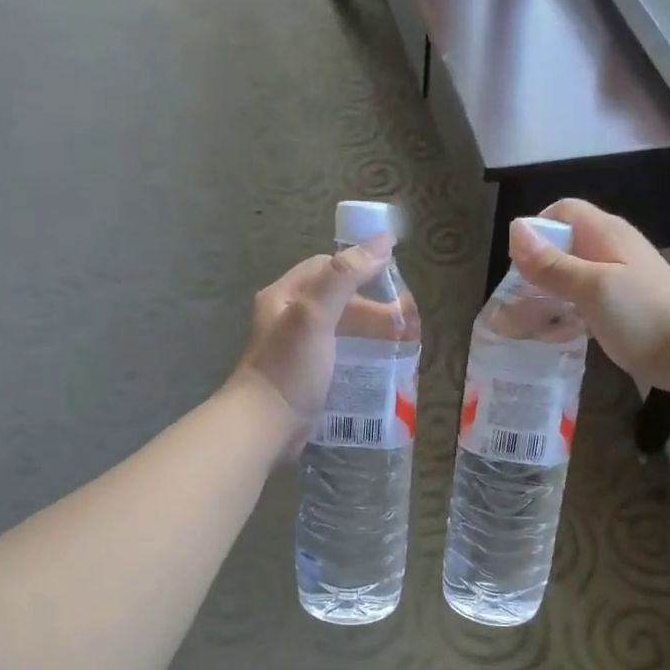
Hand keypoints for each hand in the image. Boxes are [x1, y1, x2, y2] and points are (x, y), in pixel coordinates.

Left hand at [229, 238, 392, 454]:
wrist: (263, 428)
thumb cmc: (289, 368)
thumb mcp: (315, 315)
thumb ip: (345, 276)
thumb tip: (383, 241)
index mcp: (284, 296)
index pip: (326, 268)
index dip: (359, 267)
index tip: (393, 279)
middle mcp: (287, 318)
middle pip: (337, 300)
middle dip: (372, 307)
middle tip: (406, 323)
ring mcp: (296, 350)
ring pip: (340, 330)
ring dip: (369, 333)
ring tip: (400, 346)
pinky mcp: (305, 377)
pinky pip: (339, 356)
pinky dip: (361, 356)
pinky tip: (379, 368)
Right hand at [509, 200, 669, 391]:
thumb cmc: (642, 315)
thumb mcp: (592, 287)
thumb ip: (552, 263)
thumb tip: (514, 229)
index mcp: (605, 234)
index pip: (562, 212)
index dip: (536, 230)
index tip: (520, 264)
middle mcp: (609, 250)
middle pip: (561, 247)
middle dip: (535, 270)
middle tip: (517, 300)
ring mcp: (616, 280)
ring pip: (569, 278)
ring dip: (547, 296)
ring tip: (527, 323)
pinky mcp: (618, 307)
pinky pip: (581, 302)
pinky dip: (564, 314)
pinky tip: (555, 336)